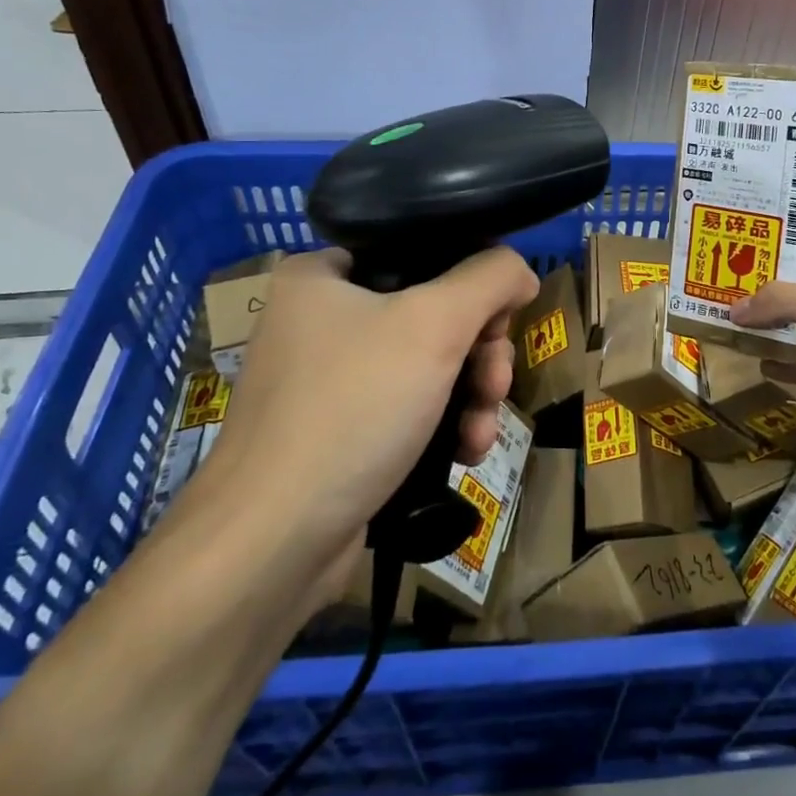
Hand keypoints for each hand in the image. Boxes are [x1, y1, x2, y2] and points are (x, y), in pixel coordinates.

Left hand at [177, 247, 538, 566]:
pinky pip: (409, 410)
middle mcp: (320, 321)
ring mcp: (329, 381)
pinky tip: (466, 453)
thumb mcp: (434, 323)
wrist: (275, 541)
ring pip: (429, 367)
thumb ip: (490, 279)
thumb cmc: (353, 408)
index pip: (420, 254)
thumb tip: (520, 271)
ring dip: (471, 397)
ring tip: (482, 431)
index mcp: (321, 276)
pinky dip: (444, 426)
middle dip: (479, 354)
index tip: (498, 324)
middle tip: (495, 383)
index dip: (472, 284)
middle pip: (433, 315)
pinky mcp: (340, 432)